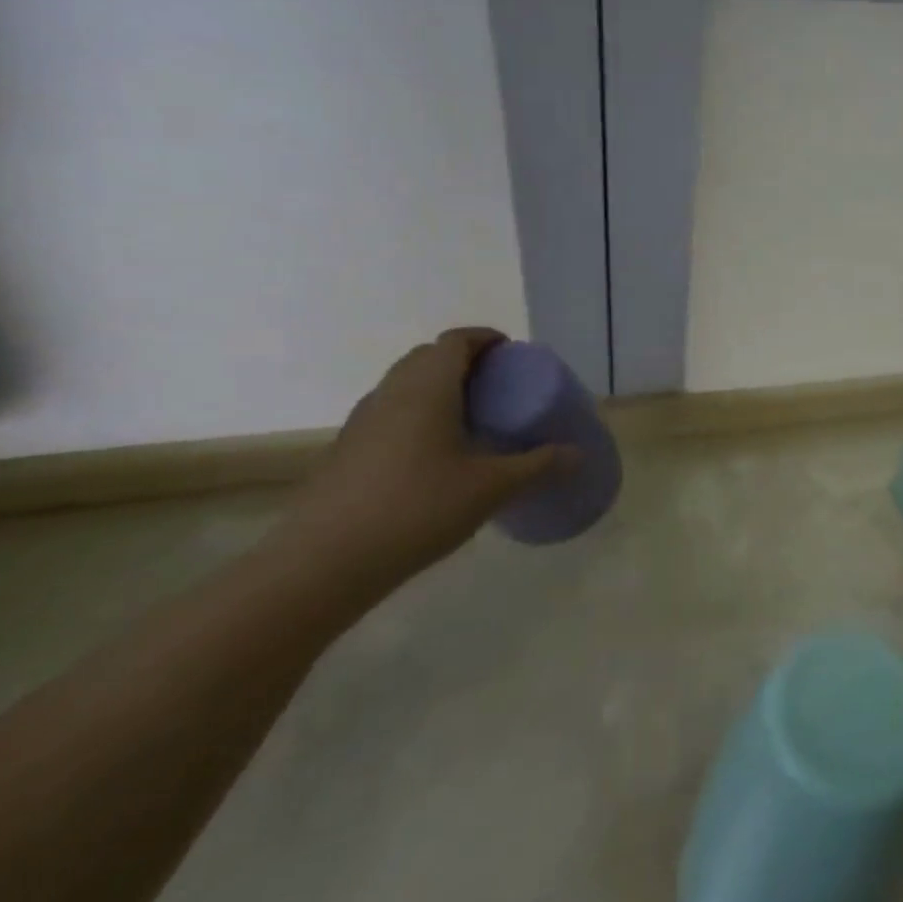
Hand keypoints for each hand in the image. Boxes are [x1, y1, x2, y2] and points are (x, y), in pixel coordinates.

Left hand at [275, 329, 577, 595]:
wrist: (323, 563)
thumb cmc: (418, 508)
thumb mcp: (491, 487)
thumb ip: (538, 465)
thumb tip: (578, 455)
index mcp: (428, 387)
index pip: (456, 340)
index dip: (485, 338)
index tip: (511, 353)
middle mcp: (391, 393)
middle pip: (427, 357)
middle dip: (463, 361)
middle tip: (496, 386)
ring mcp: (362, 422)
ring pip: (403, 385)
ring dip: (436, 388)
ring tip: (468, 419)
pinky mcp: (345, 451)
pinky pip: (388, 413)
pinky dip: (415, 415)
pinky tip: (433, 455)